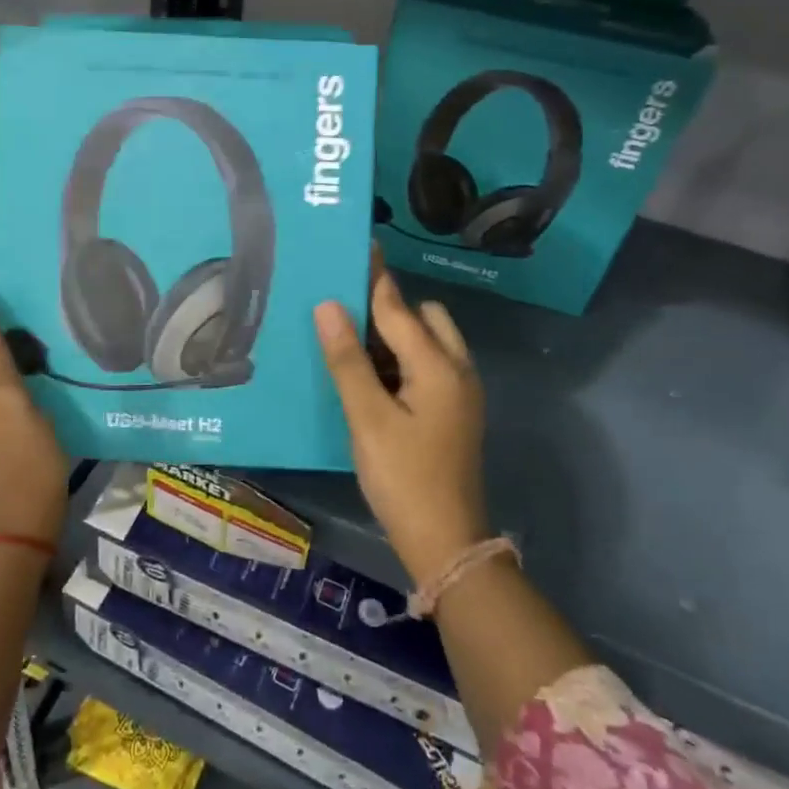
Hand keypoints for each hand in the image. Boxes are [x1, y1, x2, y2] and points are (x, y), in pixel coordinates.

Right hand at [315, 263, 487, 587]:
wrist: (446, 542)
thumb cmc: (404, 477)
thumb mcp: (368, 418)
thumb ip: (348, 360)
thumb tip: (329, 305)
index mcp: (438, 366)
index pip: (399, 308)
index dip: (375, 277)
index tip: (358, 246)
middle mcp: (457, 370)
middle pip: (424, 318)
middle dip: (389, 308)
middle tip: (344, 313)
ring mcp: (460, 393)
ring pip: (428, 343)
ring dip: (395, 335)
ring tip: (350, 340)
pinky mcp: (454, 412)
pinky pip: (428, 366)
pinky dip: (402, 359)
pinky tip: (370, 375)